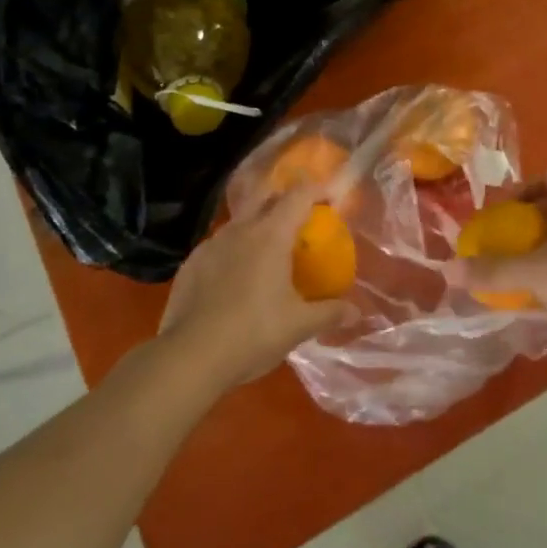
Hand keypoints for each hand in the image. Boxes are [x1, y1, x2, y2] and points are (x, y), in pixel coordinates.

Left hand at [160, 187, 352, 386]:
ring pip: (239, 222)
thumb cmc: (253, 333)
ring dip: (257, 226)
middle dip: (285, 199)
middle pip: (265, 198)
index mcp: (270, 236)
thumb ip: (330, 314)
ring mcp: (210, 245)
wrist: (190, 357)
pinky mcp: (190, 264)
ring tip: (269, 250)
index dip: (317, 190)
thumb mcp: (299, 326)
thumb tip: (356, 312)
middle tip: (300, 218)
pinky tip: (236, 278)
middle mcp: (239, 230)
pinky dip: (234, 251)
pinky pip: (218, 246)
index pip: (298, 196)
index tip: (330, 198)